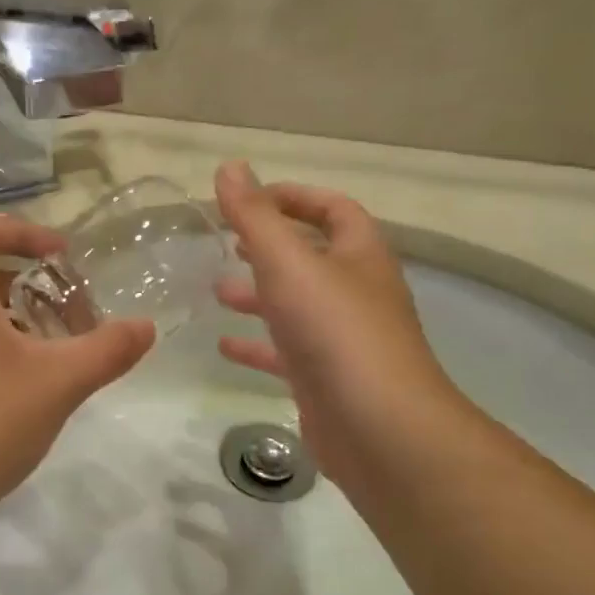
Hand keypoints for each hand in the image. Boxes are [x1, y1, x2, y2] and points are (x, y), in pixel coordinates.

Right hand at [213, 161, 463, 487]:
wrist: (378, 427)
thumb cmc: (335, 331)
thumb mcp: (288, 263)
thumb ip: (255, 216)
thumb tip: (230, 167)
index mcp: (359, 255)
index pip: (332, 209)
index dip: (293, 197)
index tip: (246, 200)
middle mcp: (355, 292)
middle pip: (312, 257)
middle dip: (269, 248)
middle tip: (226, 244)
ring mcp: (342, 339)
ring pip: (296, 306)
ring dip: (258, 295)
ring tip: (216, 291)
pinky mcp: (325, 379)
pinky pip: (286, 352)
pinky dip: (256, 345)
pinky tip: (224, 346)